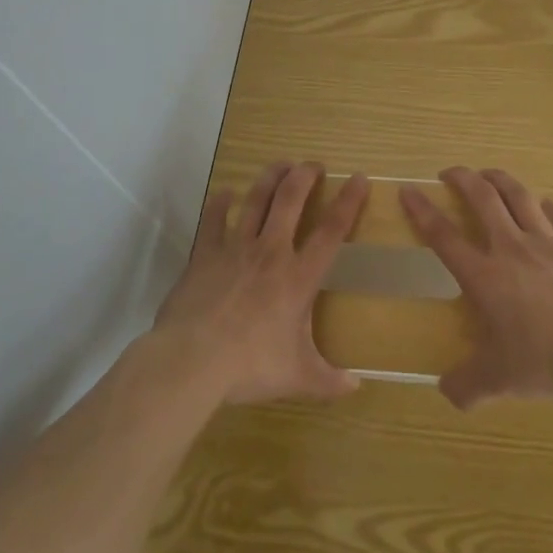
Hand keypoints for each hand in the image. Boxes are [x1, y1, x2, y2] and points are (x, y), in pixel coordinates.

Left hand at [151, 161, 367, 405]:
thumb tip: (356, 388)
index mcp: (298, 277)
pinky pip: (213, 220)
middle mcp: (271, 252)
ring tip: (280, 164)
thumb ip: (328, 381)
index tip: (359, 178)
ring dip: (270, 179)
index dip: (348, 202)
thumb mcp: (297, 377)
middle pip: (291, 201)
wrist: (193, 359)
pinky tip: (224, 192)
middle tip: (314, 164)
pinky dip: (220, 203)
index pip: (331, 231)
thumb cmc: (250, 365)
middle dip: (305, 176)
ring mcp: (235, 249)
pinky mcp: (204, 254)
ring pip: (255, 201)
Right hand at [402, 167, 552, 408]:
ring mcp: (548, 243)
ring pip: (520, 196)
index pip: (444, 236)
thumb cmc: (547, 362)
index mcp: (485, 276)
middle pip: (483, 198)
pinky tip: (545, 205)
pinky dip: (549, 206)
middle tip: (449, 172)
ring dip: (500, 179)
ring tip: (489, 174)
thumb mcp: (500, 381)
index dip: (422, 211)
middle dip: (463, 178)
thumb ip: (468, 385)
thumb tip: (446, 392)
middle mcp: (511, 248)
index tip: (408, 190)